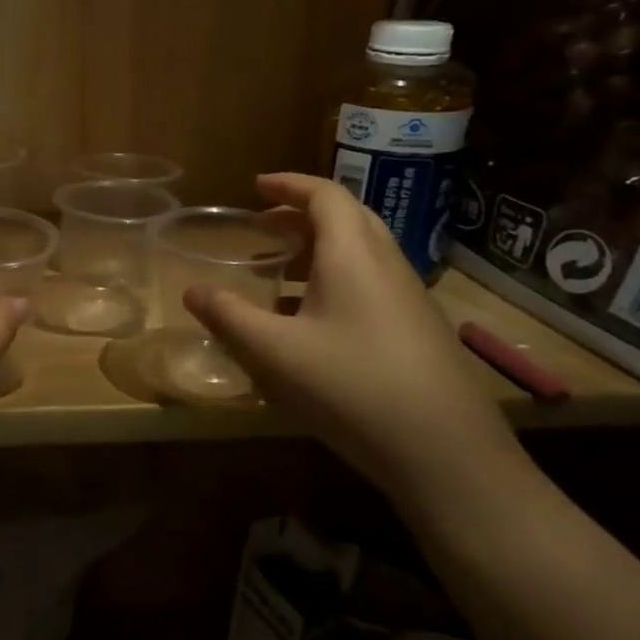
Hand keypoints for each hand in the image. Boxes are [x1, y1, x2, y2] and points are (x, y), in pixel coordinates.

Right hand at [185, 173, 519, 496]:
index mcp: (353, 256)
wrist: (448, 454)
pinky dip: (334, 279)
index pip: (325, 196)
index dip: (289, 184)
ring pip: (361, 252)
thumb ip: (228, 316)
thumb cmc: (353, 387)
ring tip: (279, 269)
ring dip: (318, 248)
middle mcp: (387, 265)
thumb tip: (191, 290)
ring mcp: (408, 298)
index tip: (256, 186)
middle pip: (347, 218)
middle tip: (261, 225)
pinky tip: (310, 320)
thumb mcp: (275, 352)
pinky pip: (370, 283)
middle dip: (301, 214)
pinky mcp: (417, 330)